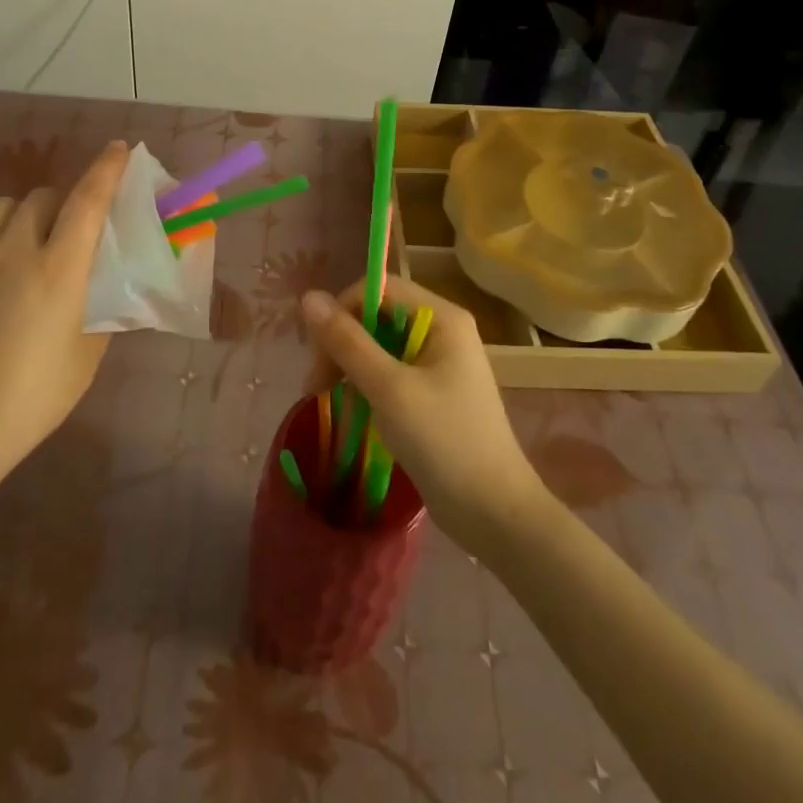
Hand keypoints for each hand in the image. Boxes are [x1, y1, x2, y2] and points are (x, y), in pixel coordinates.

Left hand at [0, 141, 128, 489]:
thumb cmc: (33, 396)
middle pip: (45, 197)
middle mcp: (16, 250)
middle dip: (66, 203)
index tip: (120, 148)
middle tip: (73, 232)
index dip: (107, 169)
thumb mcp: (87, 354)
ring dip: (26, 213)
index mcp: (59, 270)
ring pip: (5, 206)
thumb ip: (100, 307)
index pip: (88, 201)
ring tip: (29, 241)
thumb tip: (105, 283)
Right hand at [302, 276, 543, 553]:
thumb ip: (347, 341)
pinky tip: (357, 412)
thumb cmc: (444, 442)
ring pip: (380, 346)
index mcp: (441, 317)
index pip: (378, 290)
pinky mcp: (434, 391)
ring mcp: (439, 361)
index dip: (342, 312)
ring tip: (330, 401)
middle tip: (316, 386)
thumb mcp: (389, 389)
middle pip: (377, 316)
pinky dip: (368, 386)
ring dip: (351, 368)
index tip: (318, 355)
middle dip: (343, 344)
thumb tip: (308, 297)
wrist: (494, 513)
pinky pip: (391, 371)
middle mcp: (442, 330)